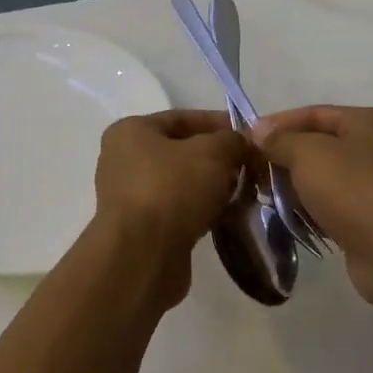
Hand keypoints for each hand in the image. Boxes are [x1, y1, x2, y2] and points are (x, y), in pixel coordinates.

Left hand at [93, 110, 246, 301]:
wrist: (143, 255)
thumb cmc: (172, 190)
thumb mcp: (212, 153)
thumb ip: (231, 140)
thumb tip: (240, 143)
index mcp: (130, 131)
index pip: (181, 117)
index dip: (218, 123)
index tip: (249, 135)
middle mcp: (122, 160)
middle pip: (180, 151)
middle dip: (217, 158)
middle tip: (249, 166)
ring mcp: (129, 196)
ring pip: (180, 183)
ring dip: (210, 186)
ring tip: (242, 192)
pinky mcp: (139, 228)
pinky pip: (176, 209)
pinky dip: (199, 210)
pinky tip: (224, 215)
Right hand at [252, 105, 372, 309]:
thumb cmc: (353, 189)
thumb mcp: (308, 154)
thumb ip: (280, 140)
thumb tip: (258, 131)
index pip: (316, 114)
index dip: (278, 123)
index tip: (246, 138)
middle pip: (321, 145)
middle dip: (285, 157)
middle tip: (252, 170)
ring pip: (326, 177)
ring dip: (296, 185)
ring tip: (264, 194)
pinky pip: (334, 204)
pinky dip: (312, 208)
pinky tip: (288, 216)